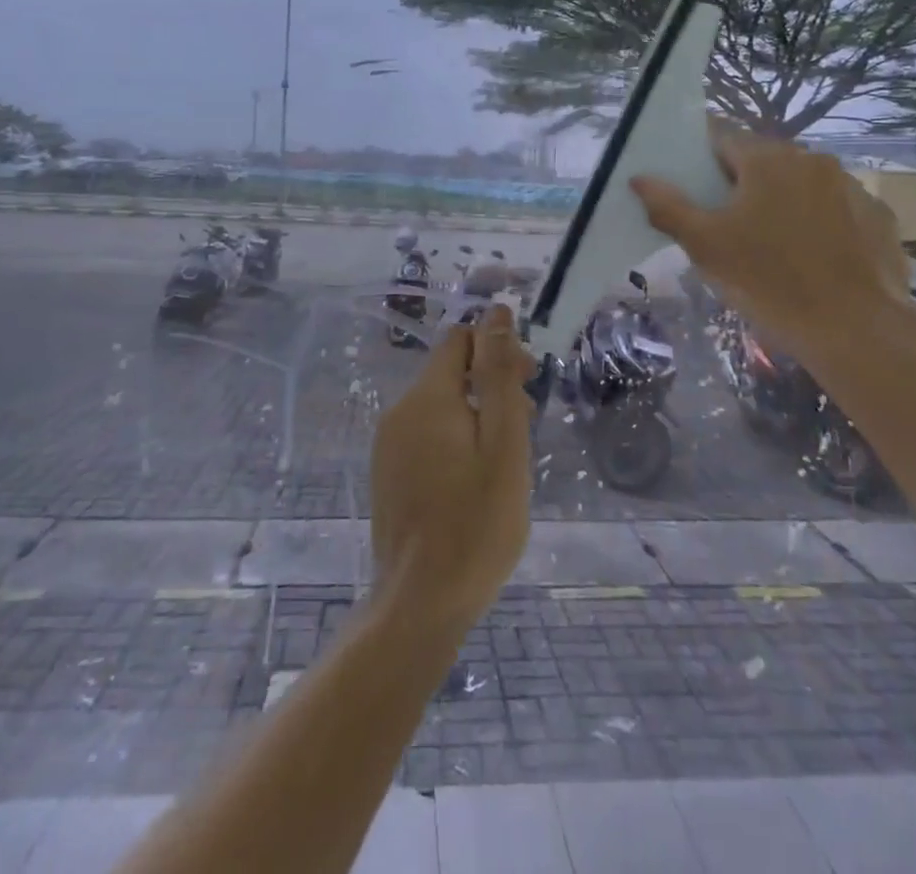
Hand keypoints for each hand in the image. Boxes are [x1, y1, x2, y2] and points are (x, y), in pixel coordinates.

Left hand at [369, 304, 534, 638]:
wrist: (420, 604)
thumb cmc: (476, 523)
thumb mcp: (503, 444)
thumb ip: (499, 375)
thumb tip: (495, 312)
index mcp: (427, 397)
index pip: (461, 340)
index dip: (498, 350)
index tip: (528, 384)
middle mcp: (400, 411)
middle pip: (451, 372)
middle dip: (491, 385)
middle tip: (523, 431)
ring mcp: (388, 445)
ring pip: (441, 406)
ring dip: (477, 416)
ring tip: (504, 463)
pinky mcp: (387, 473)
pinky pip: (426, 435)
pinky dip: (455, 441)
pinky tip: (474, 482)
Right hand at [630, 126, 909, 339]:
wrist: (855, 329)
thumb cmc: (768, 282)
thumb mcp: (704, 246)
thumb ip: (668, 206)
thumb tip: (640, 178)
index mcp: (767, 159)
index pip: (721, 136)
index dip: (700, 158)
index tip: (692, 186)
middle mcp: (812, 159)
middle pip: (762, 160)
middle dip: (740, 184)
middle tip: (726, 225)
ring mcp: (850, 186)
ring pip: (800, 183)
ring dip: (781, 201)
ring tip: (771, 245)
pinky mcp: (877, 216)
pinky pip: (834, 208)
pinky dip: (818, 222)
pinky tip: (812, 258)